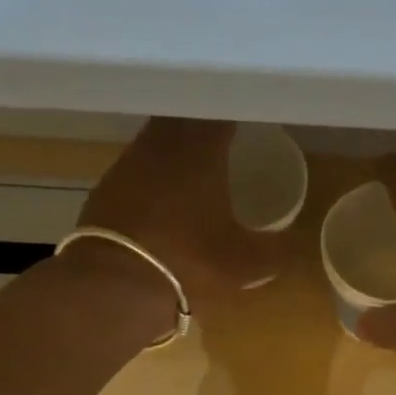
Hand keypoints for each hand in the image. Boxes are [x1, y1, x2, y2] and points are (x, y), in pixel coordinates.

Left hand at [77, 117, 286, 319]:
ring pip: (157, 140)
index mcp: (202, 150)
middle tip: (223, 135)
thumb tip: (290, 245)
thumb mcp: (243, 264)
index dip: (235, 110)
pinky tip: (161, 194)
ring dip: (175, 147)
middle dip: (203, 122)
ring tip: (194, 163)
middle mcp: (162, 144)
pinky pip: (136, 168)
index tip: (248, 114)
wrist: (115, 285)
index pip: (221, 111)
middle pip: (184, 118)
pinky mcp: (105, 188)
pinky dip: (152, 174)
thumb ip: (272, 251)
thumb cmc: (189, 263)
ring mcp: (128, 164)